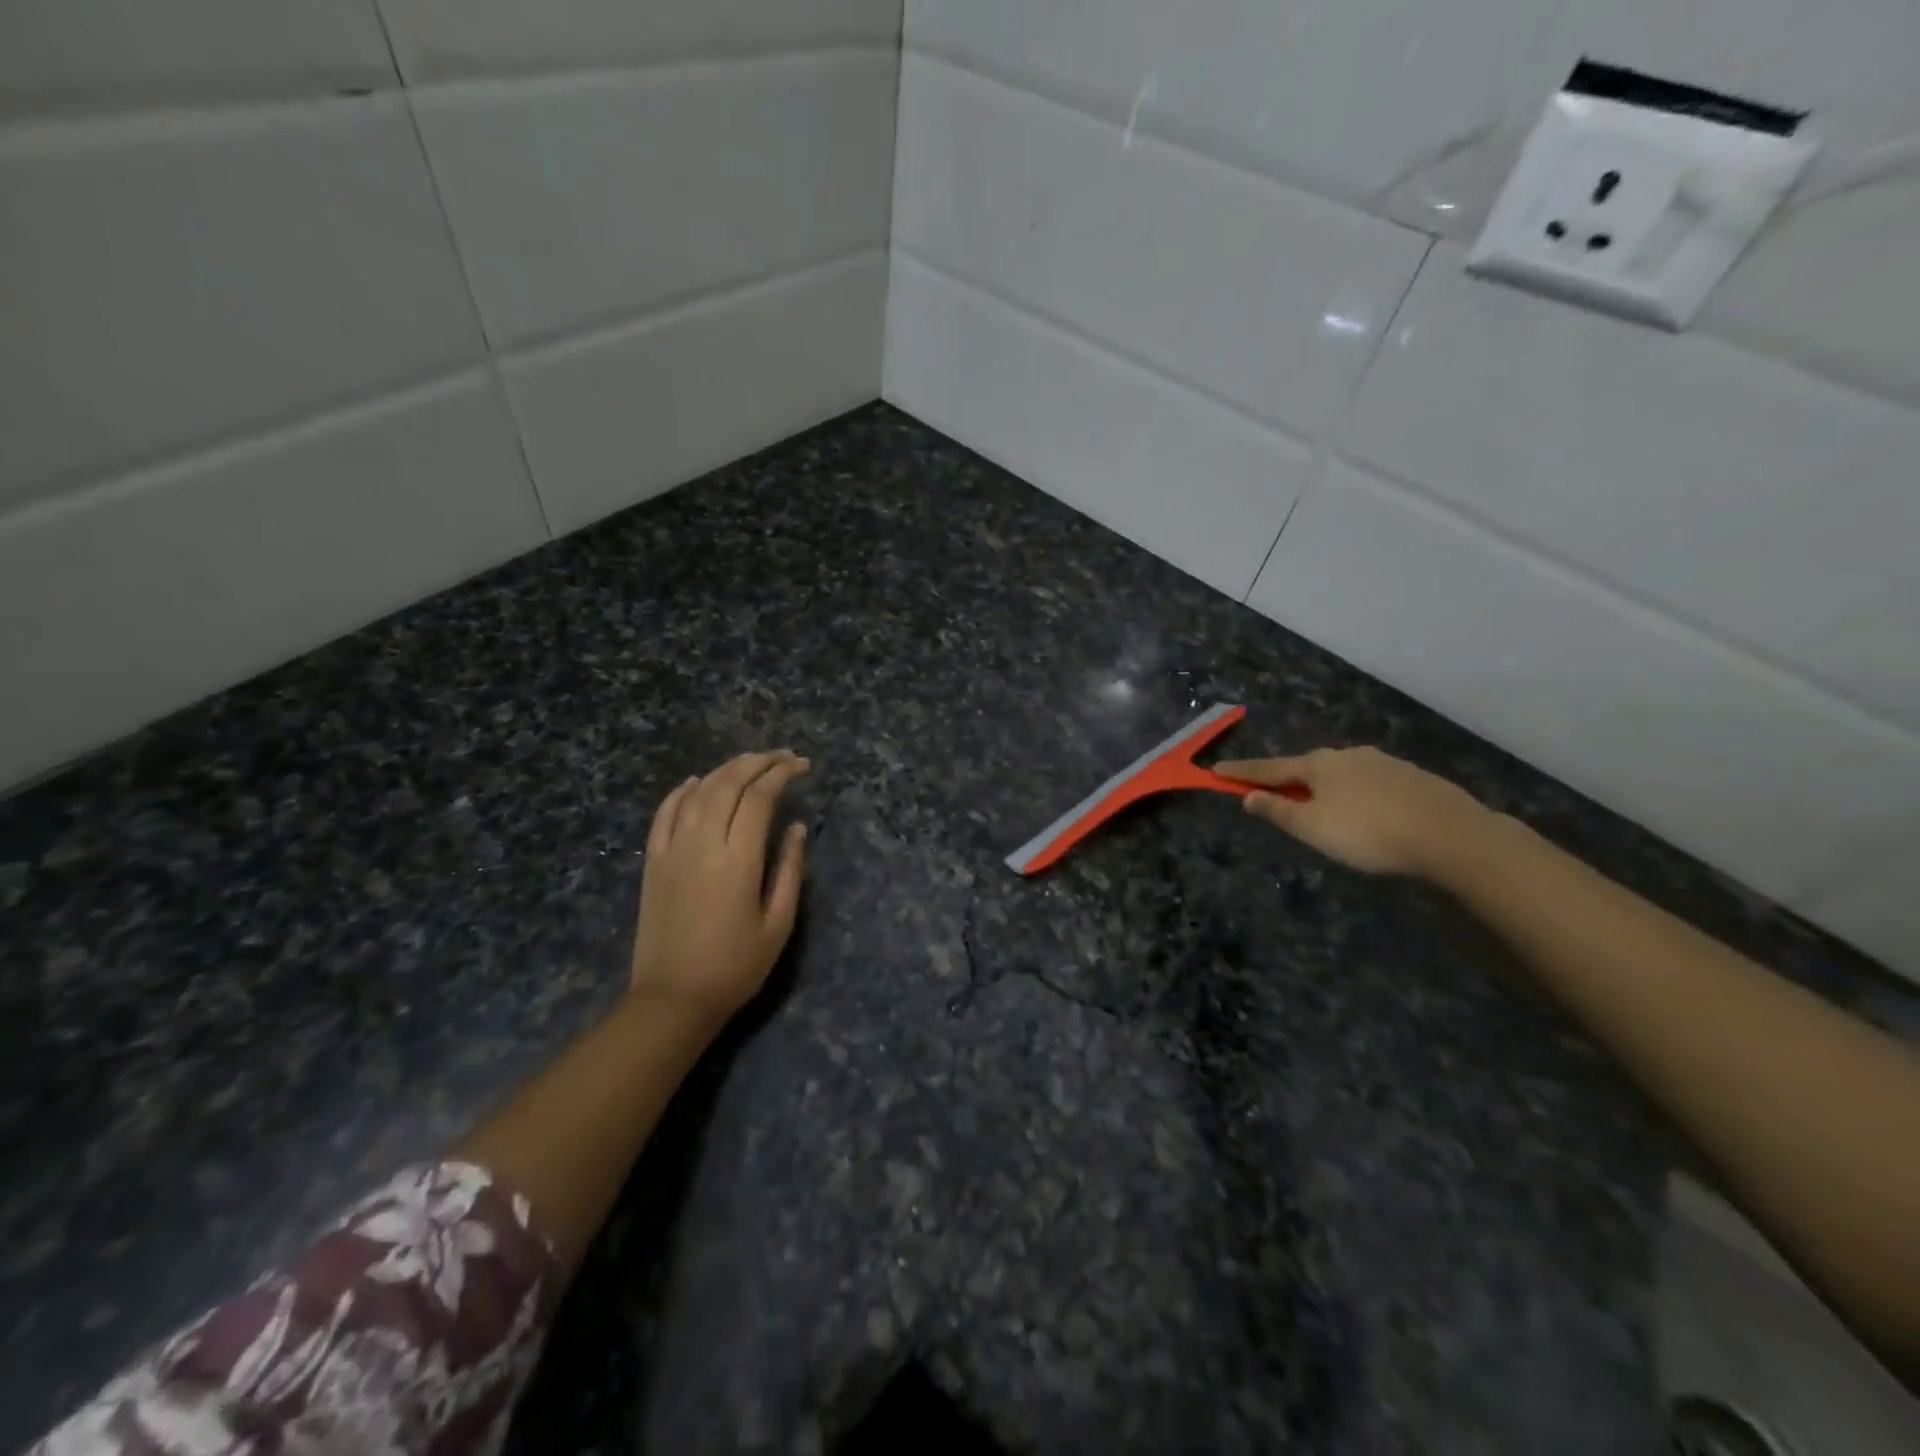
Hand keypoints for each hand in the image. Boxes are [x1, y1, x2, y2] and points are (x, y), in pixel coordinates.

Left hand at [629, 750, 809, 1027]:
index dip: (783, 774)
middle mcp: (702, 844)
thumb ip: (789, 869)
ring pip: (698, 792)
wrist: (672, 1000)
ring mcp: (671, 850)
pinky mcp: (653, 862)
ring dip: (725, 769)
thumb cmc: (735, 967)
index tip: (803, 766)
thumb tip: (796, 827)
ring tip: (750, 762)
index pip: (760, 797)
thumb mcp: (778, 923)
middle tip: (783, 757)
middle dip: (758, 762)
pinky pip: (664, 813)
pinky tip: (697, 781)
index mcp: (737, 860)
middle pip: (728, 784)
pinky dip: (682, 791)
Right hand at [1216, 746, 1489, 877]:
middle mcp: (1347, 755)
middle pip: (1306, 767)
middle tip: (1273, 795)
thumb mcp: (1313, 828)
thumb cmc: (1368, 831)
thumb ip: (1278, 811)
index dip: (1242, 772)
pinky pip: (1369, 783)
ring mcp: (1382, 763)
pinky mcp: (1411, 778)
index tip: (1216, 771)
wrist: (1450, 834)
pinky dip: (1355, 794)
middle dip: (1287, 780)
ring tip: (1322, 811)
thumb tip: (1249, 796)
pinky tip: (1366, 813)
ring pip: (1340, 774)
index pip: (1269, 768)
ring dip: (1323, 788)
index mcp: (1318, 764)